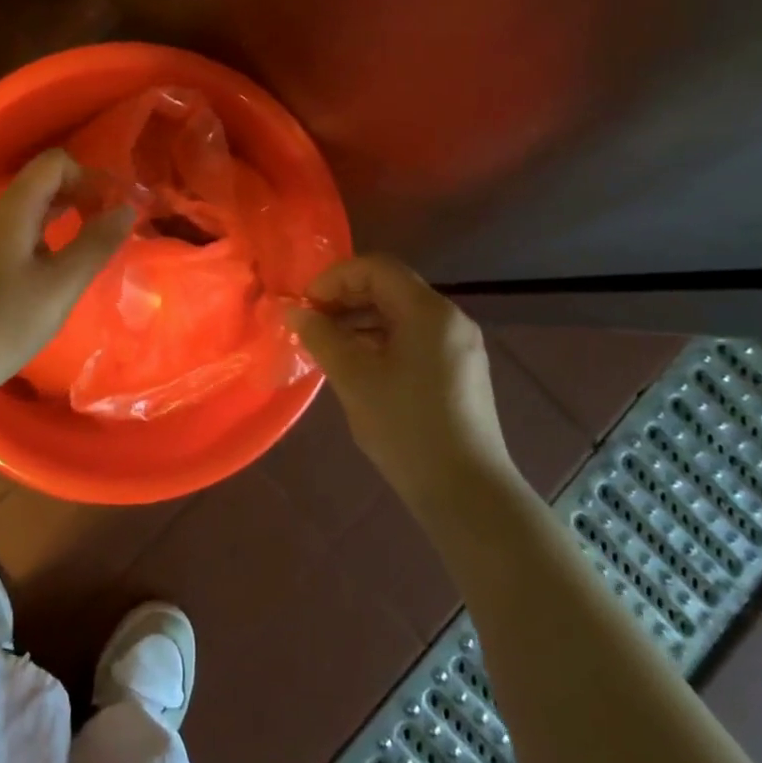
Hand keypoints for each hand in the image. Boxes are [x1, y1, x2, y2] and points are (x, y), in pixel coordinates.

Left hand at [0, 149, 134, 390]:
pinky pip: (23, 231)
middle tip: (110, 224)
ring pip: (33, 208)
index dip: (89, 176)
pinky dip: (50, 235)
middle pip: (44, 182)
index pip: (55, 163)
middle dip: (82, 194)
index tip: (113, 207)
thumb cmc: (7, 322)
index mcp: (14, 209)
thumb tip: (127, 209)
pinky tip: (63, 265)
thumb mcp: (61, 284)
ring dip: (67, 215)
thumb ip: (96, 243)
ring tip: (94, 242)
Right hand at [289, 255, 523, 512]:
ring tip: (326, 344)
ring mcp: (458, 346)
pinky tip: (357, 366)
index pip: (376, 268)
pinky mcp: (459, 372)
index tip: (305, 305)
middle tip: (310, 322)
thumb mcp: (354, 379)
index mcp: (428, 312)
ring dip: (360, 320)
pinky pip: (413, 338)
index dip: (334, 278)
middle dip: (345, 298)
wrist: (467, 494)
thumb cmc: (406, 428)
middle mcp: (449, 319)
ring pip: (401, 315)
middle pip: (390, 288)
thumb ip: (321, 337)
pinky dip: (381, 340)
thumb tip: (294, 312)